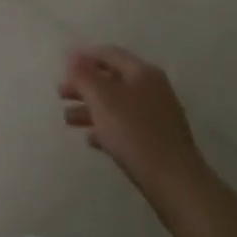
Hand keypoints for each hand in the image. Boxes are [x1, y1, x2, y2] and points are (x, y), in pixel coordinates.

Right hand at [60, 46, 209, 202]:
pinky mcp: (158, 141)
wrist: (175, 183)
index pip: (108, 53)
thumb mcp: (101, 98)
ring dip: (91, 108)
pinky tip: (91, 139)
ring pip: (117, 105)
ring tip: (68, 120)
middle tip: (61, 94)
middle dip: (84, 86)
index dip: (83, 57)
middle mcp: (152, 89)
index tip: (62, 67)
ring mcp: (157, 116)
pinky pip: (126, 126)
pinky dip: (107, 128)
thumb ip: (83, 74)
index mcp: (141, 72)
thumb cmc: (134, 133)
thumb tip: (73, 54)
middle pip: (111, 79)